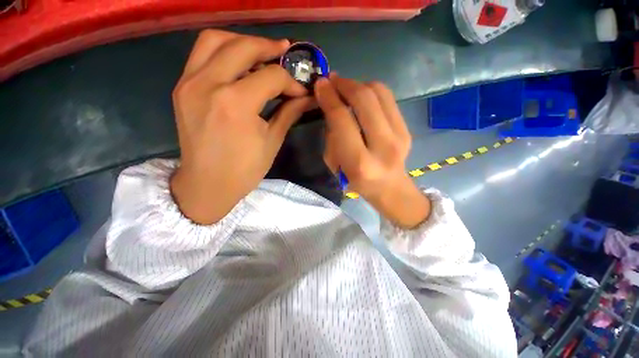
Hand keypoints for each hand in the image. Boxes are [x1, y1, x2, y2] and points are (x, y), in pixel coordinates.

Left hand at [170, 30, 311, 224]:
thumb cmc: (244, 170)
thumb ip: (289, 112)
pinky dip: (223, 51)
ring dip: (242, 41)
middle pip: (243, 47)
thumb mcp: (272, 141)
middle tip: (285, 53)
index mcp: (236, 104)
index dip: (291, 81)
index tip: (301, 91)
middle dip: (269, 47)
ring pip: (215, 40)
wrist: (207, 184)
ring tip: (261, 53)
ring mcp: (189, 83)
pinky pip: (201, 54)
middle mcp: (209, 84)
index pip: (271, 77)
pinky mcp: (182, 87)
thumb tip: (307, 97)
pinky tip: (239, 64)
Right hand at [315, 76, 429, 227]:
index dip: (329, 98)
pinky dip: (371, 90)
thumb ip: (332, 136)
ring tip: (345, 87)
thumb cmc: (356, 182)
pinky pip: (388, 98)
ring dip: (358, 84)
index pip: (342, 120)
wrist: (390, 188)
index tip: (320, 84)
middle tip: (332, 80)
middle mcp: (383, 147)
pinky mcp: (407, 128)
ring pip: (379, 92)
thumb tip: (332, 105)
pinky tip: (361, 95)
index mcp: (360, 163)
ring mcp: (400, 135)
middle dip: (344, 84)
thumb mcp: (335, 165)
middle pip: (364, 99)